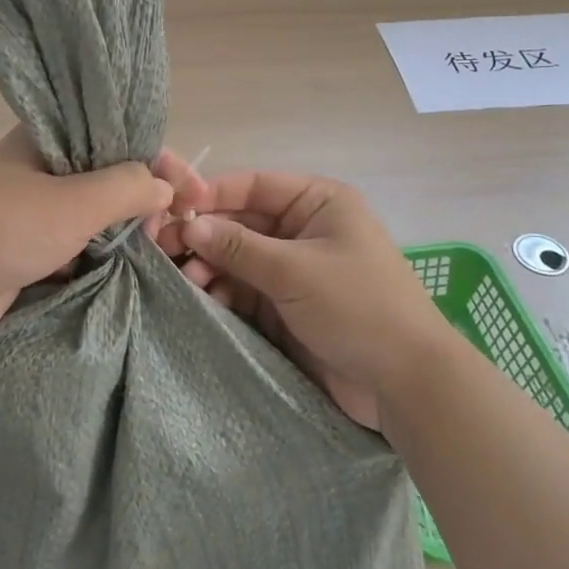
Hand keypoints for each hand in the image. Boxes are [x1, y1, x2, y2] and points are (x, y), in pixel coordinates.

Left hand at [0, 127, 209, 353]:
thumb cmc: (3, 231)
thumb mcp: (73, 203)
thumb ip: (126, 188)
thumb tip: (164, 187)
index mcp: (44, 136)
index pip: (116, 134)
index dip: (159, 158)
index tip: (193, 191)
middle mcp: (38, 164)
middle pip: (108, 170)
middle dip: (147, 193)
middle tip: (177, 223)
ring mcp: (30, 206)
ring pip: (93, 207)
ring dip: (126, 223)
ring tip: (158, 243)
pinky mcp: (26, 244)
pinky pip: (77, 237)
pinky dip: (102, 246)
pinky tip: (128, 259)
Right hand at [176, 172, 445, 431]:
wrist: (405, 383)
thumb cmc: (357, 306)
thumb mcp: (294, 270)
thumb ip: (238, 246)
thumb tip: (188, 224)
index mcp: (317, 202)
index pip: (254, 186)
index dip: (212, 194)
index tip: (171, 209)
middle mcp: (303, 229)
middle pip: (241, 221)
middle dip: (205, 234)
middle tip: (163, 249)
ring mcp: (294, 269)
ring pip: (238, 257)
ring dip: (210, 266)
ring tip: (186, 281)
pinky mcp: (286, 306)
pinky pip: (245, 289)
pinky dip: (223, 291)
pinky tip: (203, 298)